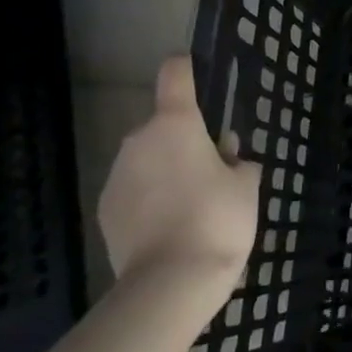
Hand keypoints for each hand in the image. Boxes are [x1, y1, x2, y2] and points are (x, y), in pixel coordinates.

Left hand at [98, 57, 260, 285]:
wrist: (170, 284)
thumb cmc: (218, 220)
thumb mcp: (246, 185)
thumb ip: (238, 161)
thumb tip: (227, 153)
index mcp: (176, 124)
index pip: (175, 75)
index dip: (186, 67)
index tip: (195, 69)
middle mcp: (139, 141)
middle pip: (163, 125)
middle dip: (184, 140)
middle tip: (212, 169)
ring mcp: (117, 176)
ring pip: (147, 160)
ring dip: (166, 170)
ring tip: (191, 206)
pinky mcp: (105, 210)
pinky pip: (133, 190)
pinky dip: (149, 198)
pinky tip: (170, 227)